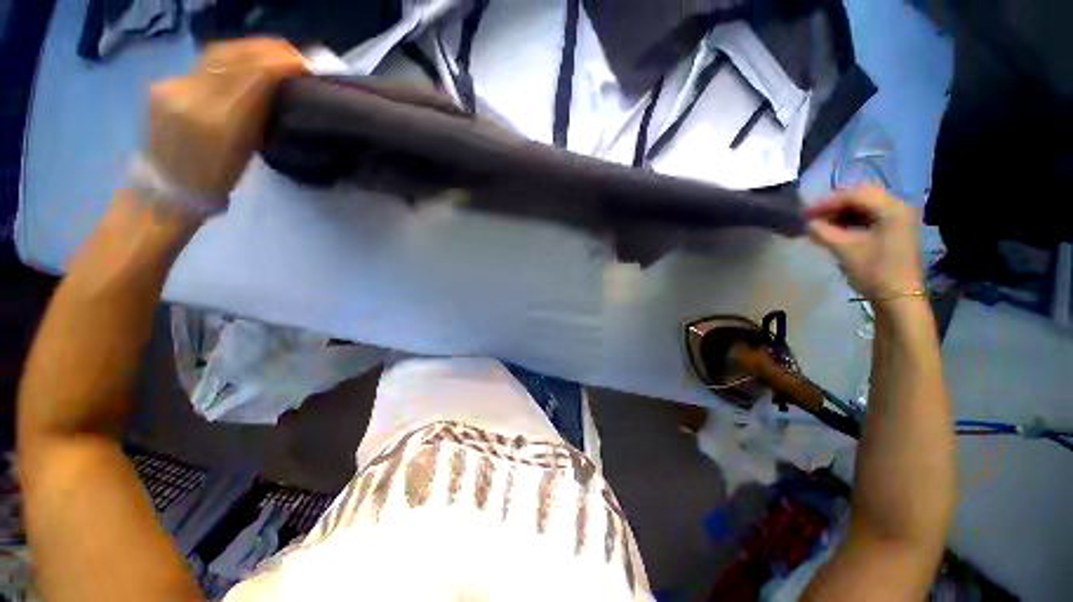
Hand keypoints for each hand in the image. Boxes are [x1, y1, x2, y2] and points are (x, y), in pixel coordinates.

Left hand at [147, 39, 305, 203]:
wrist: (167, 188)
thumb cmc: (216, 179)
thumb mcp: (246, 150)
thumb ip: (258, 113)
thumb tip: (279, 87)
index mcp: (219, 123)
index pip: (253, 74)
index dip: (281, 63)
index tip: (305, 65)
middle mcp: (191, 96)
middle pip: (234, 55)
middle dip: (268, 50)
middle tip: (294, 56)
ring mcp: (172, 86)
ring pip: (218, 53)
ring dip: (250, 50)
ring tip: (273, 56)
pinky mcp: (163, 83)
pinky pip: (203, 63)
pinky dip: (229, 59)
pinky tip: (242, 65)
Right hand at [806, 186, 923, 300]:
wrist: (898, 297)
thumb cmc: (874, 271)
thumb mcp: (844, 250)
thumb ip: (823, 232)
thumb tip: (809, 223)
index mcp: (891, 209)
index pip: (854, 195)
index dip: (827, 202)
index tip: (805, 213)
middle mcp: (899, 207)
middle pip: (862, 195)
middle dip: (835, 204)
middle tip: (813, 216)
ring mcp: (900, 218)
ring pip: (866, 205)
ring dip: (843, 211)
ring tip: (822, 223)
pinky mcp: (896, 229)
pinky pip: (871, 215)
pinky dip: (852, 219)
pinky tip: (837, 228)